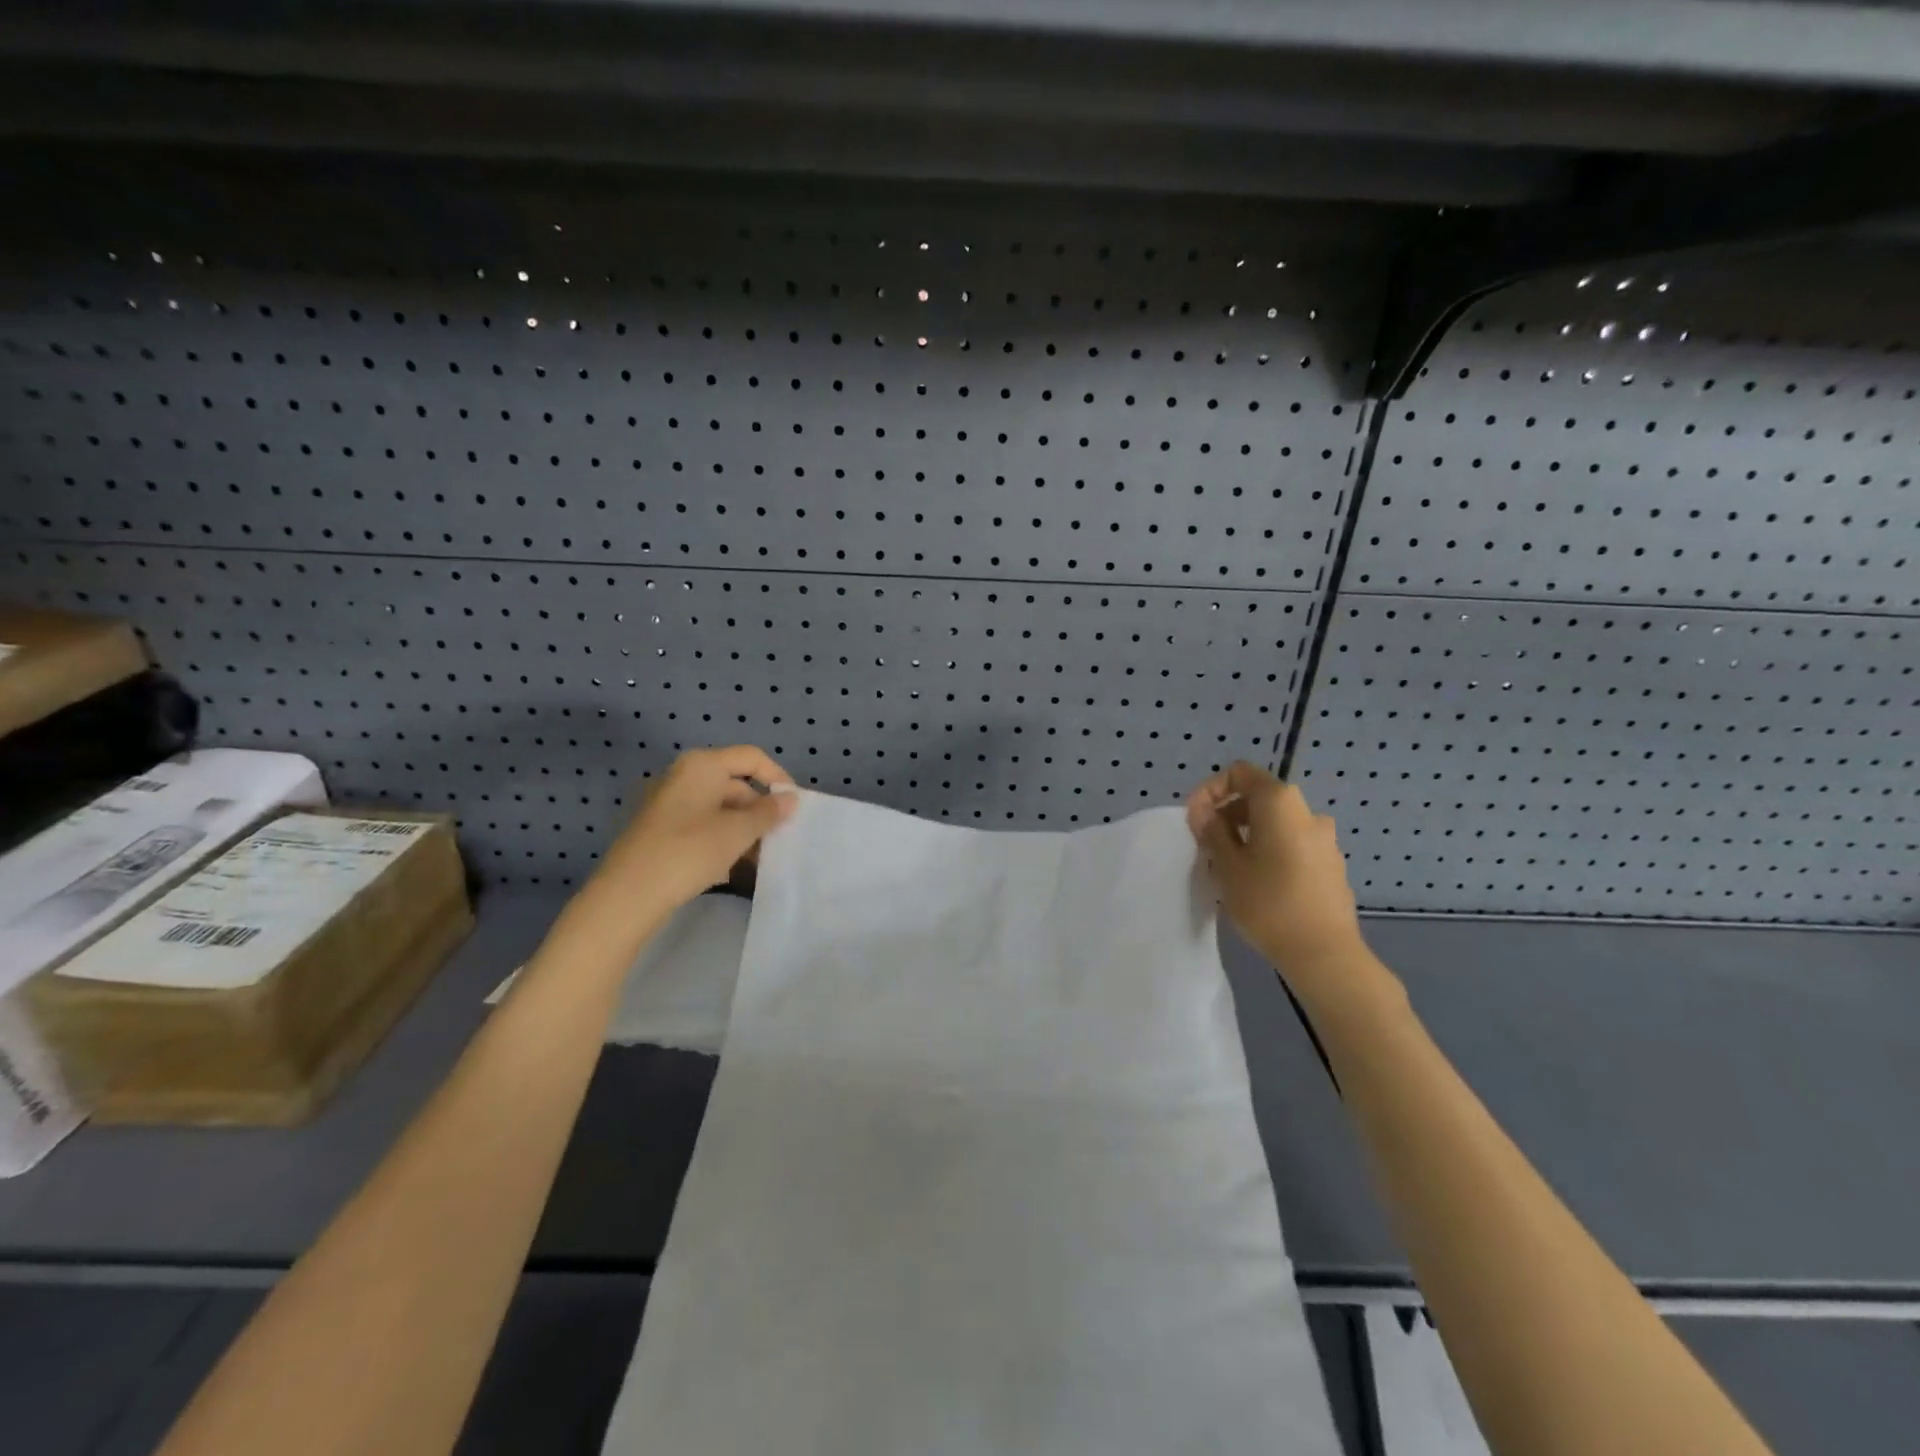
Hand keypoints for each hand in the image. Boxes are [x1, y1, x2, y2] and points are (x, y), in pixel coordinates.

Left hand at [595, 746, 797, 913]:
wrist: (629, 894)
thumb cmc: (690, 851)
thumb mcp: (738, 832)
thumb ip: (768, 812)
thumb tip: (789, 798)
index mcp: (702, 765)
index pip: (751, 757)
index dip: (777, 777)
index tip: (794, 806)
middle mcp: (683, 776)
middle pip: (735, 784)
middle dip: (759, 810)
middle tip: (779, 838)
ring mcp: (668, 803)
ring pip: (719, 808)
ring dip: (743, 829)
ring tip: (759, 858)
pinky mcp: (659, 829)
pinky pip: (701, 825)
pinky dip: (721, 839)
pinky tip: (731, 867)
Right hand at [1186, 762, 1367, 996]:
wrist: (1324, 953)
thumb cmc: (1268, 902)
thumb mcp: (1227, 865)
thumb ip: (1211, 830)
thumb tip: (1202, 810)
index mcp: (1280, 802)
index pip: (1240, 773)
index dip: (1211, 790)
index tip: (1195, 819)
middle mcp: (1307, 811)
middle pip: (1259, 797)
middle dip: (1228, 814)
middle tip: (1207, 845)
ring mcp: (1324, 838)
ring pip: (1276, 823)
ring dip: (1248, 834)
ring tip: (1229, 866)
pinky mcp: (1331, 864)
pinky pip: (1292, 844)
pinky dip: (1270, 850)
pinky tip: (1258, 882)